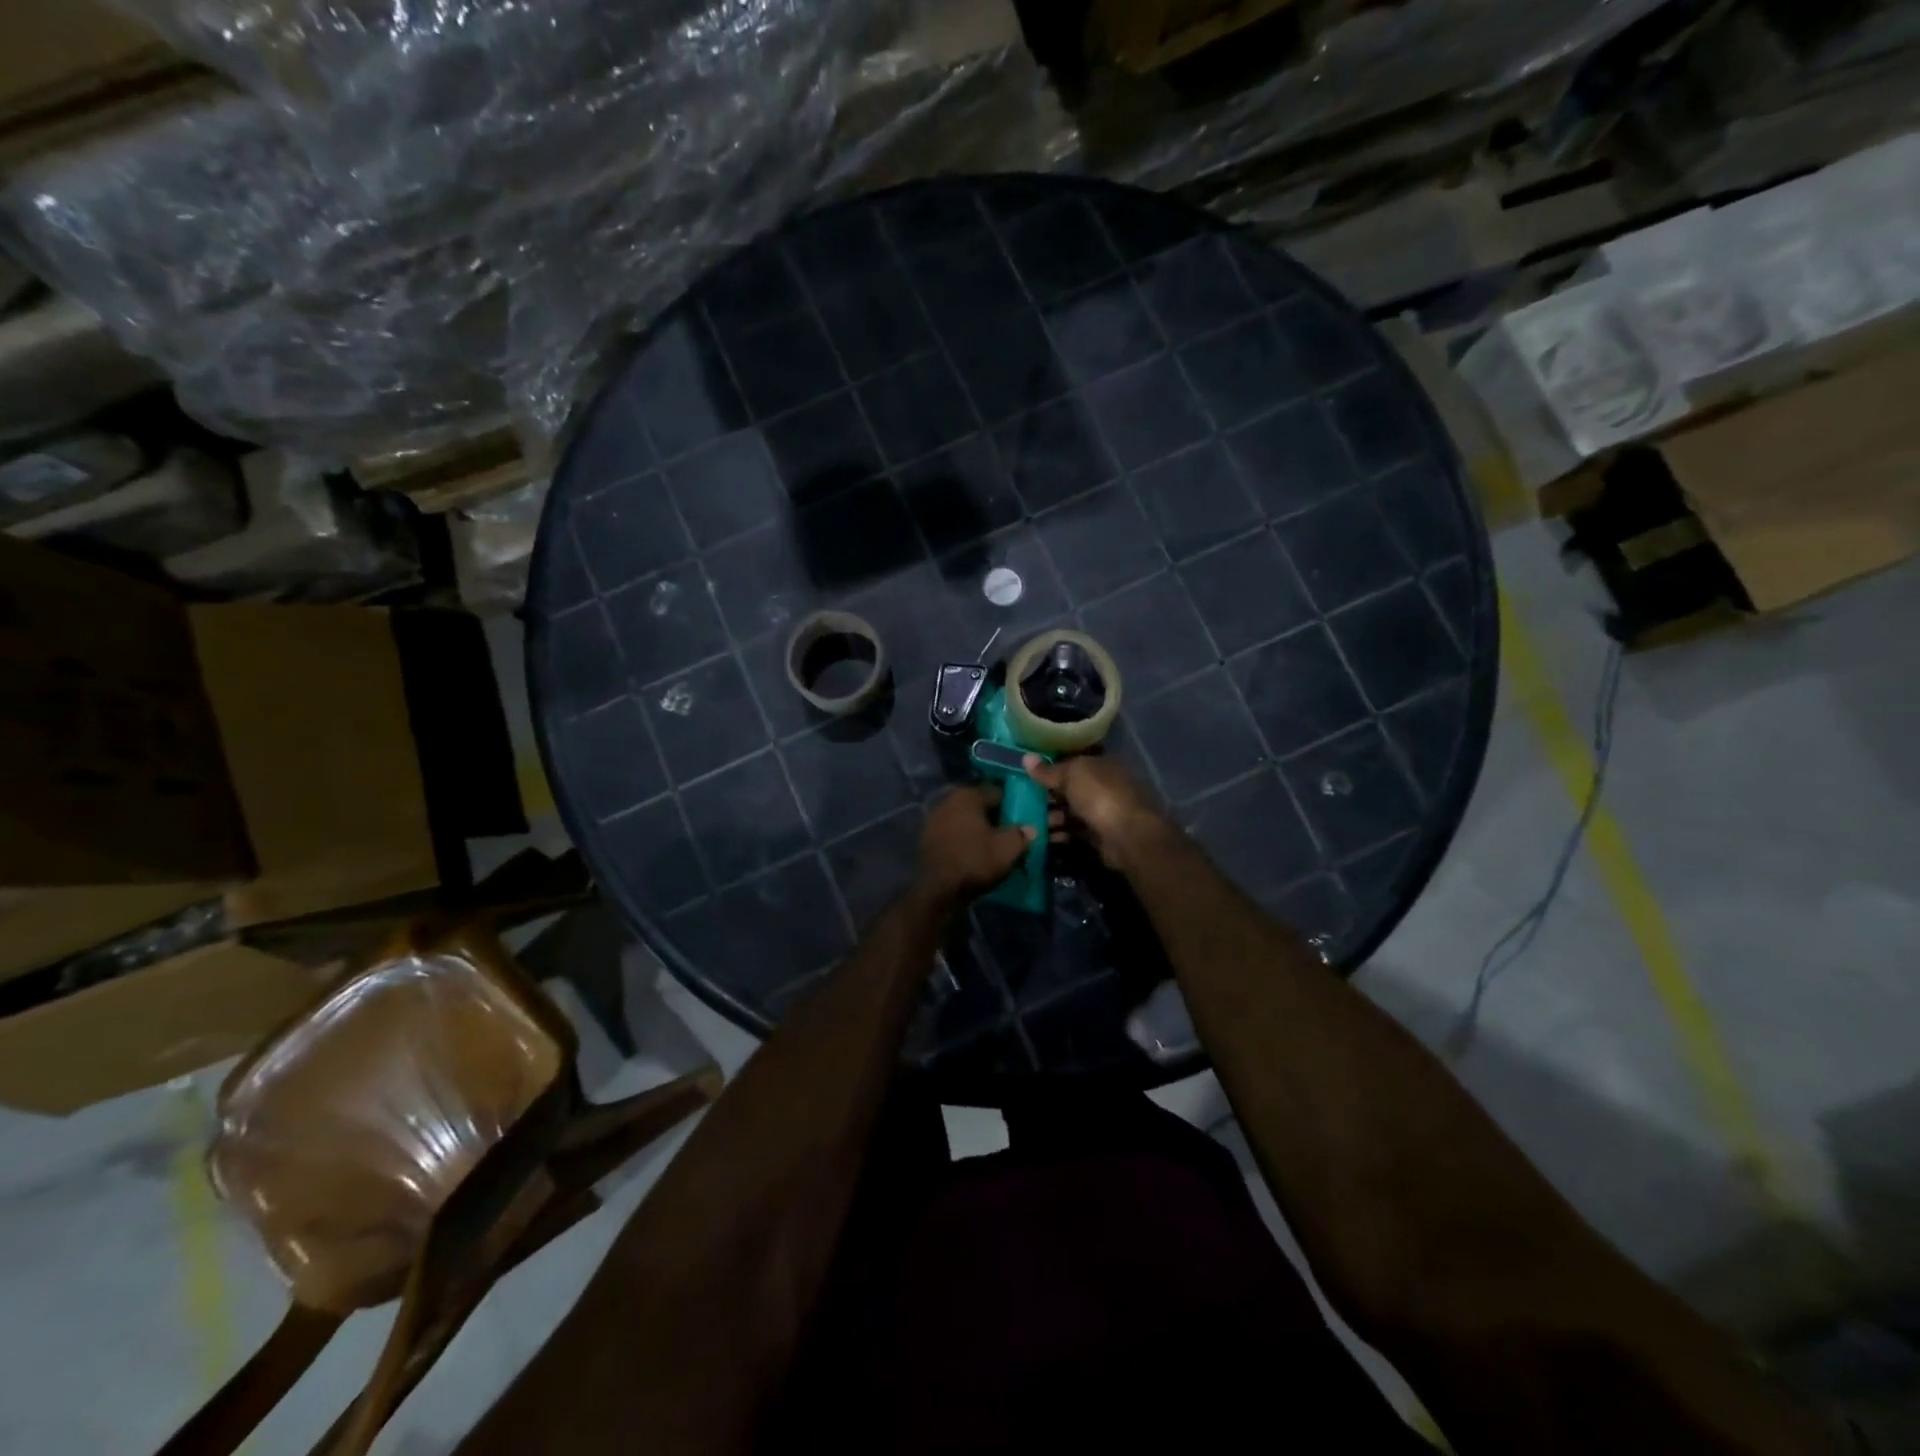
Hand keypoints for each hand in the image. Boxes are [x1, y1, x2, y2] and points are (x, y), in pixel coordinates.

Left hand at [917, 785, 1033, 899]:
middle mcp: (948, 801)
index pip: (997, 792)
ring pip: (966, 821)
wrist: (937, 890)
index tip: (1023, 818)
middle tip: (1011, 833)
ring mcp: (934, 820)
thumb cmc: (974, 861)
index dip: (1013, 805)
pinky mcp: (927, 840)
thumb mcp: (1008, 848)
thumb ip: (1021, 834)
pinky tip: (975, 855)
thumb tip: (1029, 828)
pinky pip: (954, 835)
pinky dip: (965, 841)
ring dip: (979, 831)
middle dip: (995, 818)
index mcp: (967, 795)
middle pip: (980, 806)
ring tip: (994, 846)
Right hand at [1024, 753, 1165, 869]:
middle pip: (1071, 788)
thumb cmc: (1100, 795)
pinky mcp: (1100, 835)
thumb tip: (1026, 758)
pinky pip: (1075, 831)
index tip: (1029, 775)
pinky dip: (1061, 833)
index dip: (1052, 767)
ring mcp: (1104, 811)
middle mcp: (1105, 785)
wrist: (1128, 835)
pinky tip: (1045, 837)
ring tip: (1032, 822)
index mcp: (1102, 764)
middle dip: (1049, 794)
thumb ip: (1049, 770)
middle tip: (1025, 801)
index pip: (1074, 762)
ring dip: (1052, 816)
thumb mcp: (1071, 775)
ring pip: (1072, 811)